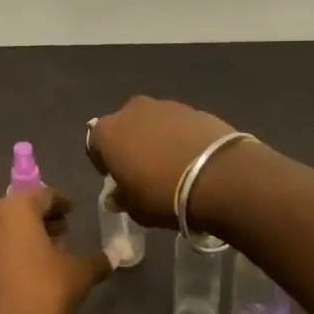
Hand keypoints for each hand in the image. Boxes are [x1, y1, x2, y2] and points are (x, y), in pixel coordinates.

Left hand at [0, 189, 111, 313]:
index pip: (43, 195)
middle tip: (65, 232)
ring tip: (51, 254)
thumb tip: (115, 254)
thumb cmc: (41, 296)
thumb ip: (98, 261)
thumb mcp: (78, 277)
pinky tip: (31, 271)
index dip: (61, 203)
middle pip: (21, 209)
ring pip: (6, 228)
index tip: (74, 213)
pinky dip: (13, 250)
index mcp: (15, 210)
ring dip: (28, 235)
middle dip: (43, 219)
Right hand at [87, 97, 242, 228]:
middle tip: (143, 170)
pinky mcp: (194, 108)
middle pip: (124, 127)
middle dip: (130, 145)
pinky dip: (180, 137)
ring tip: (171, 164)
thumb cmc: (163, 195)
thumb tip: (115, 196)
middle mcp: (132, 110)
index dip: (104, 162)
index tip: (116, 178)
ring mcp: (165, 105)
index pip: (95, 144)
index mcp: (107, 132)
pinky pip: (178, 124)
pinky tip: (192, 158)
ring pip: (152, 123)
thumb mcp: (135, 208)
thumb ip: (121, 198)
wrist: (219, 176)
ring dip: (156, 138)